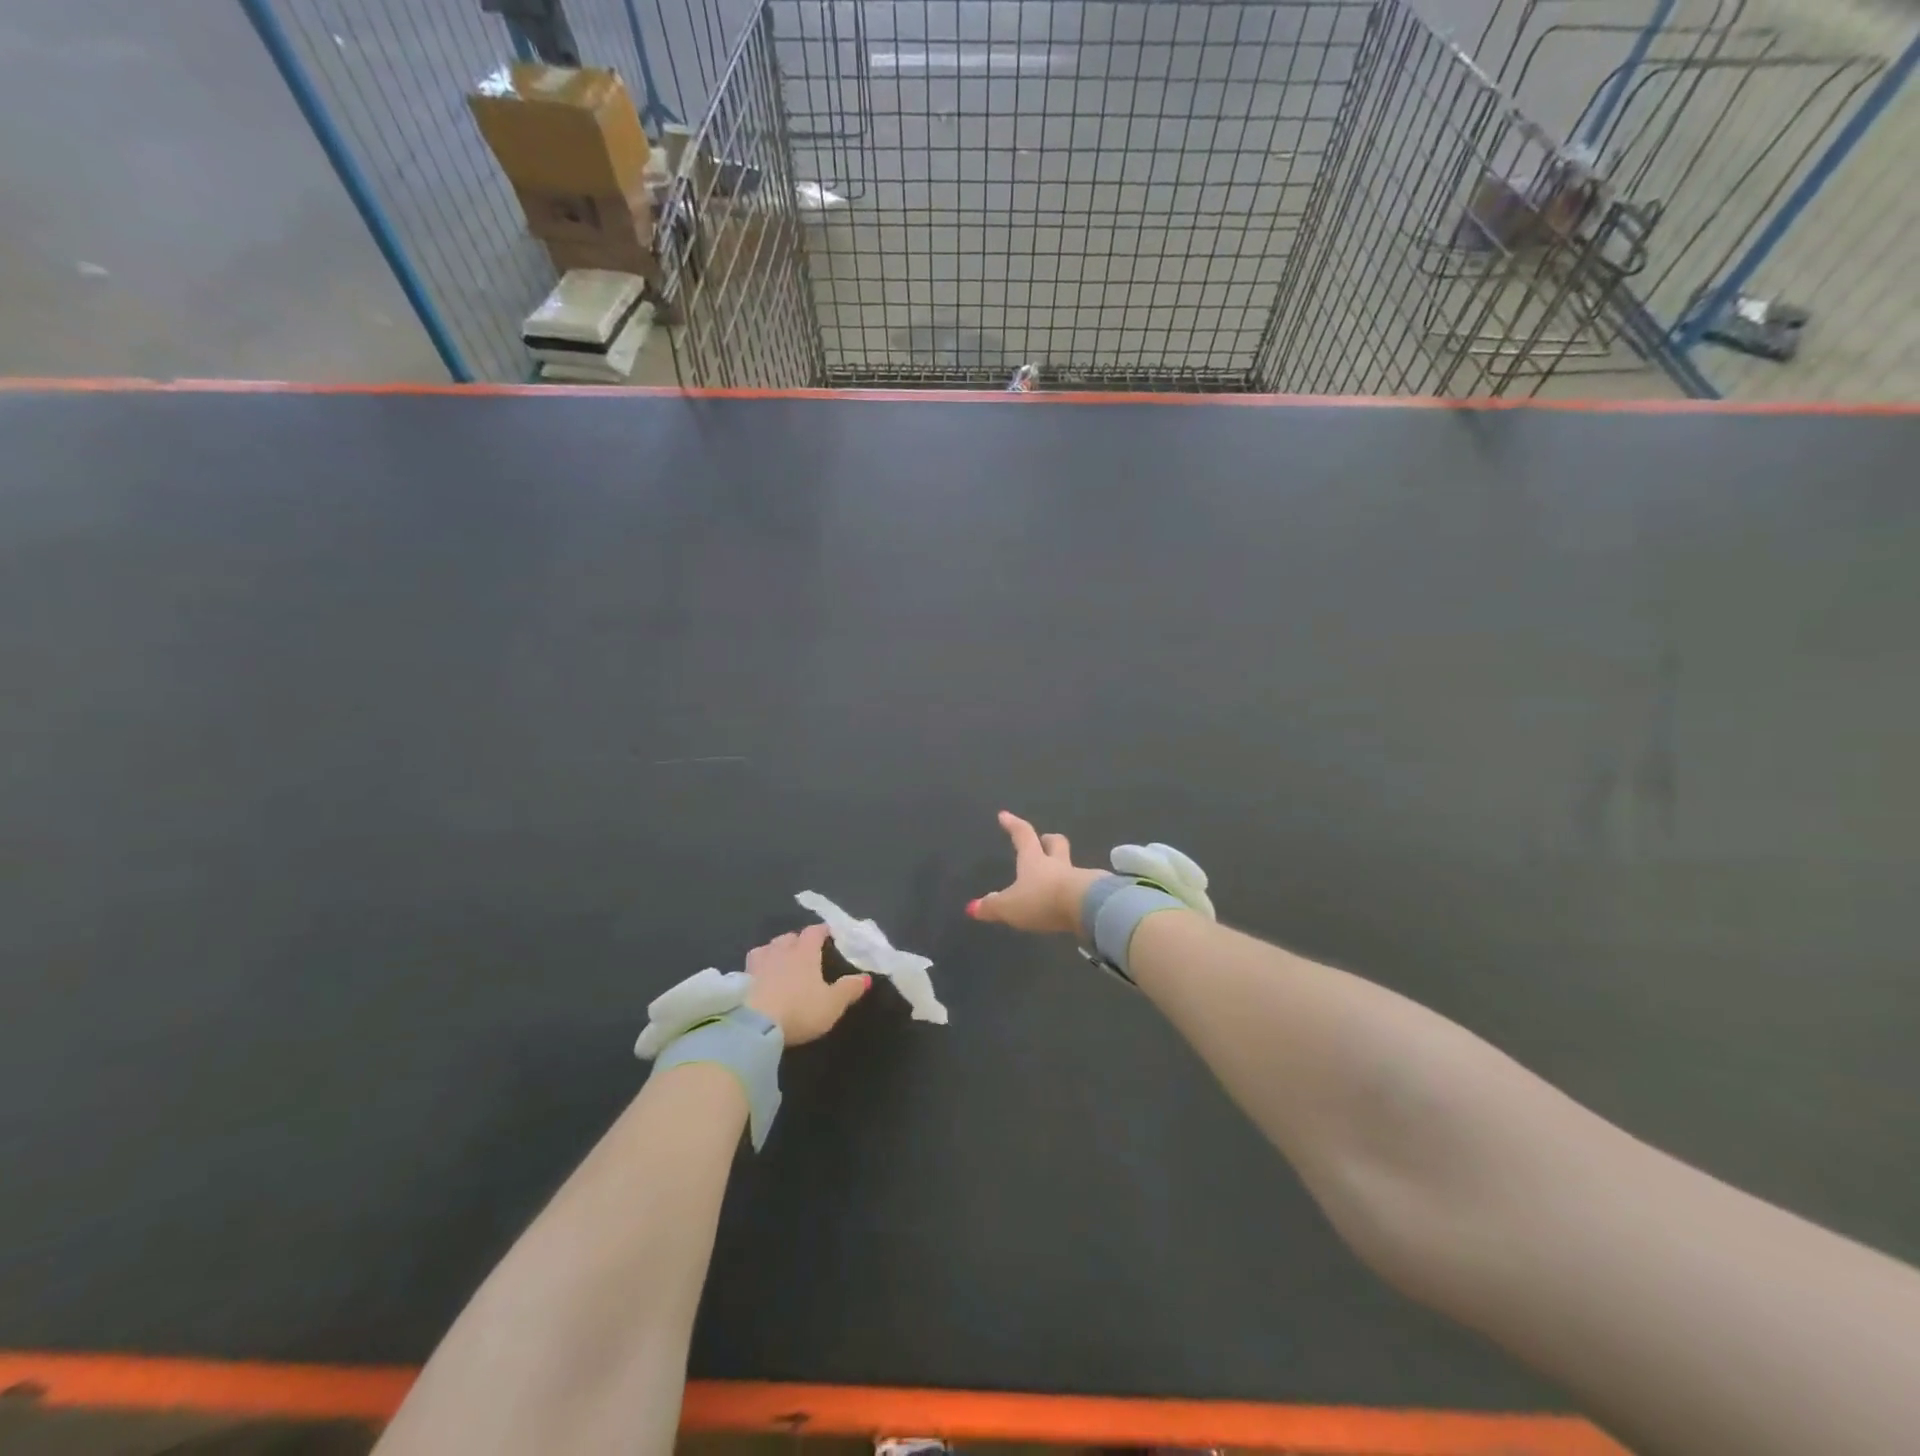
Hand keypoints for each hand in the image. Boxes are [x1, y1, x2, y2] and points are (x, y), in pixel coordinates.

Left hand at [744, 924, 868, 1044]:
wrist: (754, 1025)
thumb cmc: (799, 1010)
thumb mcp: (832, 1004)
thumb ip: (849, 989)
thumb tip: (866, 977)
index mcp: (805, 952)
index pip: (814, 932)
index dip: (822, 930)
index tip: (828, 933)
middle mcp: (781, 951)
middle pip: (788, 937)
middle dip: (797, 940)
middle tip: (804, 949)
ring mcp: (758, 964)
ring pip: (767, 948)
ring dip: (774, 950)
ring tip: (779, 960)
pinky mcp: (740, 980)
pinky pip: (751, 966)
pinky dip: (758, 968)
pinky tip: (760, 978)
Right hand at [967, 810, 1108, 934]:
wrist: (1085, 908)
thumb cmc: (1042, 899)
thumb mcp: (1010, 906)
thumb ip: (992, 907)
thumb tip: (973, 907)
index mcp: (1034, 860)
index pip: (1023, 835)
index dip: (1013, 824)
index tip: (1004, 815)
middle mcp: (1057, 864)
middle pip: (1056, 843)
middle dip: (1049, 840)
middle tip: (1043, 840)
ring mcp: (1078, 877)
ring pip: (1070, 866)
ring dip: (1063, 868)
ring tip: (1055, 879)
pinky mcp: (1093, 894)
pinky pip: (1081, 888)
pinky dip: (1074, 891)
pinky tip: (1071, 902)